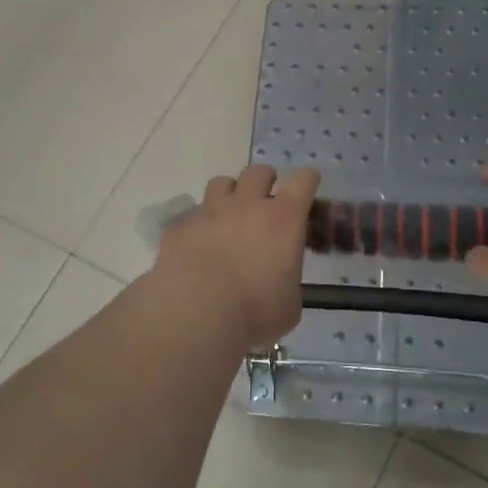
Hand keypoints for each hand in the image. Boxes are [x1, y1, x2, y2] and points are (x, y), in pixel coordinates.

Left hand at [152, 165, 319, 347]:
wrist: (197, 314)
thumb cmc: (255, 312)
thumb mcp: (289, 305)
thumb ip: (287, 282)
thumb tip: (278, 283)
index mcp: (283, 219)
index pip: (303, 181)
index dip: (307, 181)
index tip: (307, 186)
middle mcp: (247, 205)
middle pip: (259, 172)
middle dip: (265, 182)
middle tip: (265, 202)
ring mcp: (210, 211)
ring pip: (221, 183)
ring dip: (229, 195)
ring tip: (228, 216)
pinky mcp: (180, 226)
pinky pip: (191, 215)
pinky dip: (198, 225)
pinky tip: (197, 246)